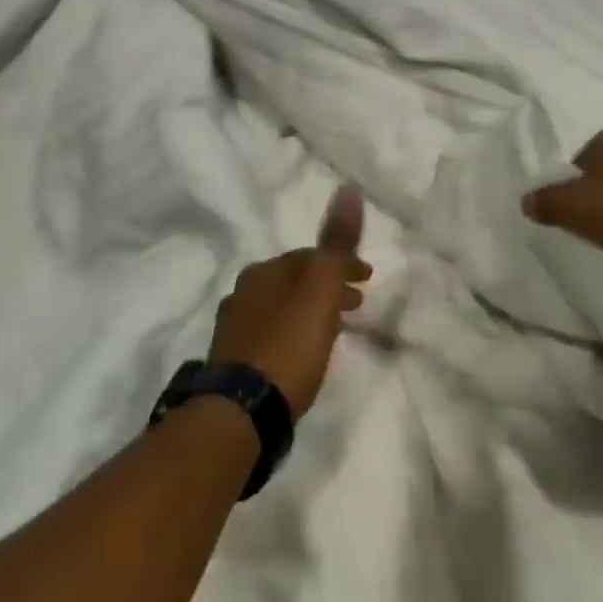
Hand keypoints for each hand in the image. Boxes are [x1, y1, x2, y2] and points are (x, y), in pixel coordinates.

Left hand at [210, 187, 370, 415]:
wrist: (241, 411)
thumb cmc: (287, 346)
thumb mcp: (319, 291)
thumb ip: (334, 244)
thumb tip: (347, 190)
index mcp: (263, 271)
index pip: (310, 256)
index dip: (342, 263)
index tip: (369, 278)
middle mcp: (243, 292)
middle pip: (294, 281)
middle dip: (326, 286)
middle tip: (357, 303)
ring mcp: (234, 328)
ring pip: (282, 308)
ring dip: (310, 310)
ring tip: (335, 330)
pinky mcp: (233, 361)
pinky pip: (272, 334)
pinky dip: (294, 332)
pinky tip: (303, 354)